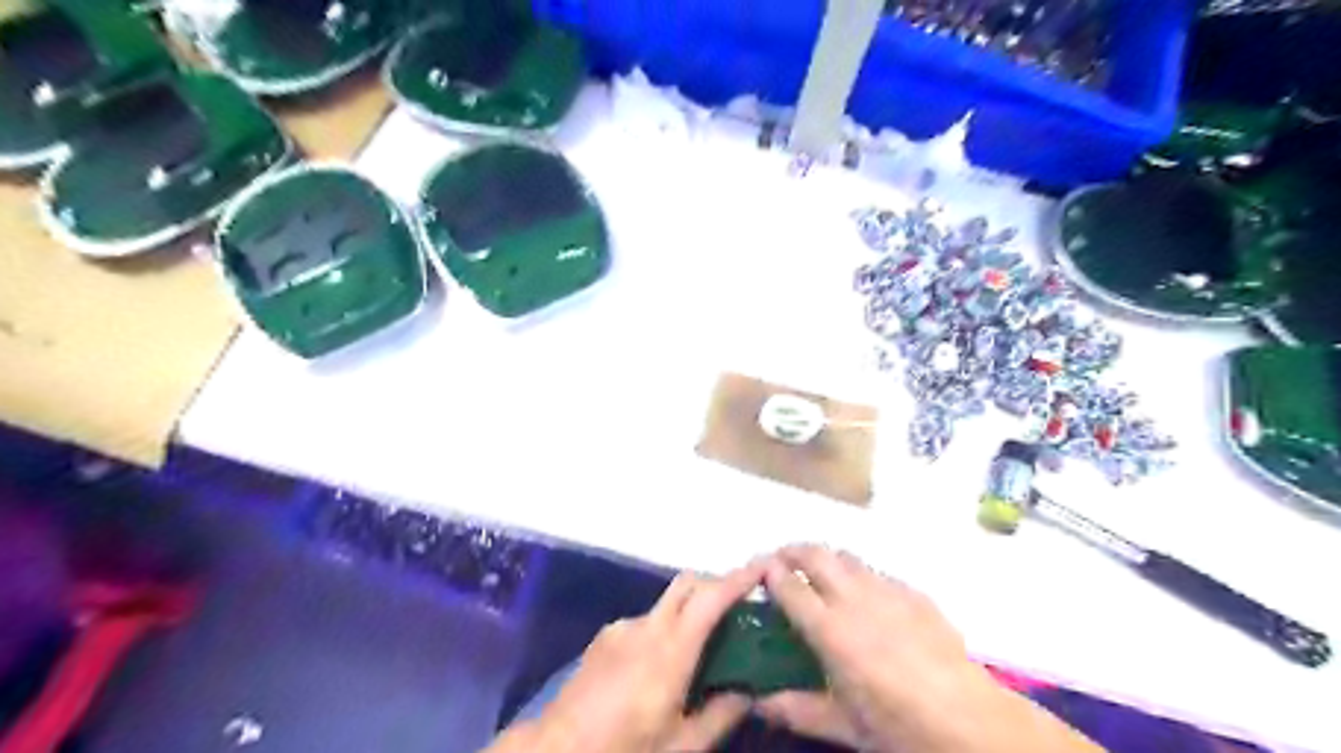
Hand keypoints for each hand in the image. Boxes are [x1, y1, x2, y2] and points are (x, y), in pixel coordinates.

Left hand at [490, 564, 764, 751]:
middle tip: (736, 608)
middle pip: (687, 584)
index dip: (739, 579)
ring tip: (697, 650)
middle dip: (714, 586)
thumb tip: (749, 693)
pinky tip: (658, 665)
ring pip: (665, 604)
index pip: (711, 598)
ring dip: (686, 612)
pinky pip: (643, 621)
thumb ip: (720, 715)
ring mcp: (622, 627)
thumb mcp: (681, 745)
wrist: (558, 749)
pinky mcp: (604, 636)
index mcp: (671, 649)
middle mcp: (647, 626)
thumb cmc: (627, 748)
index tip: (763, 565)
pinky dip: (662, 629)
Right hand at [752, 547, 1099, 751]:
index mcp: (830, 629)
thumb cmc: (900, 726)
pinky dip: (859, 575)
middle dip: (792, 550)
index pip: (789, 585)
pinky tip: (866, 598)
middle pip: (815, 554)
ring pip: (846, 557)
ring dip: (826, 558)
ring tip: (819, 575)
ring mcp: (887, 590)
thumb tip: (759, 703)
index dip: (769, 572)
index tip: (759, 571)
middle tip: (781, 561)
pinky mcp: (914, 592)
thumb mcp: (845, 726)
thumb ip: (797, 709)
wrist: (971, 720)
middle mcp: (854, 598)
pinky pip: (877, 573)